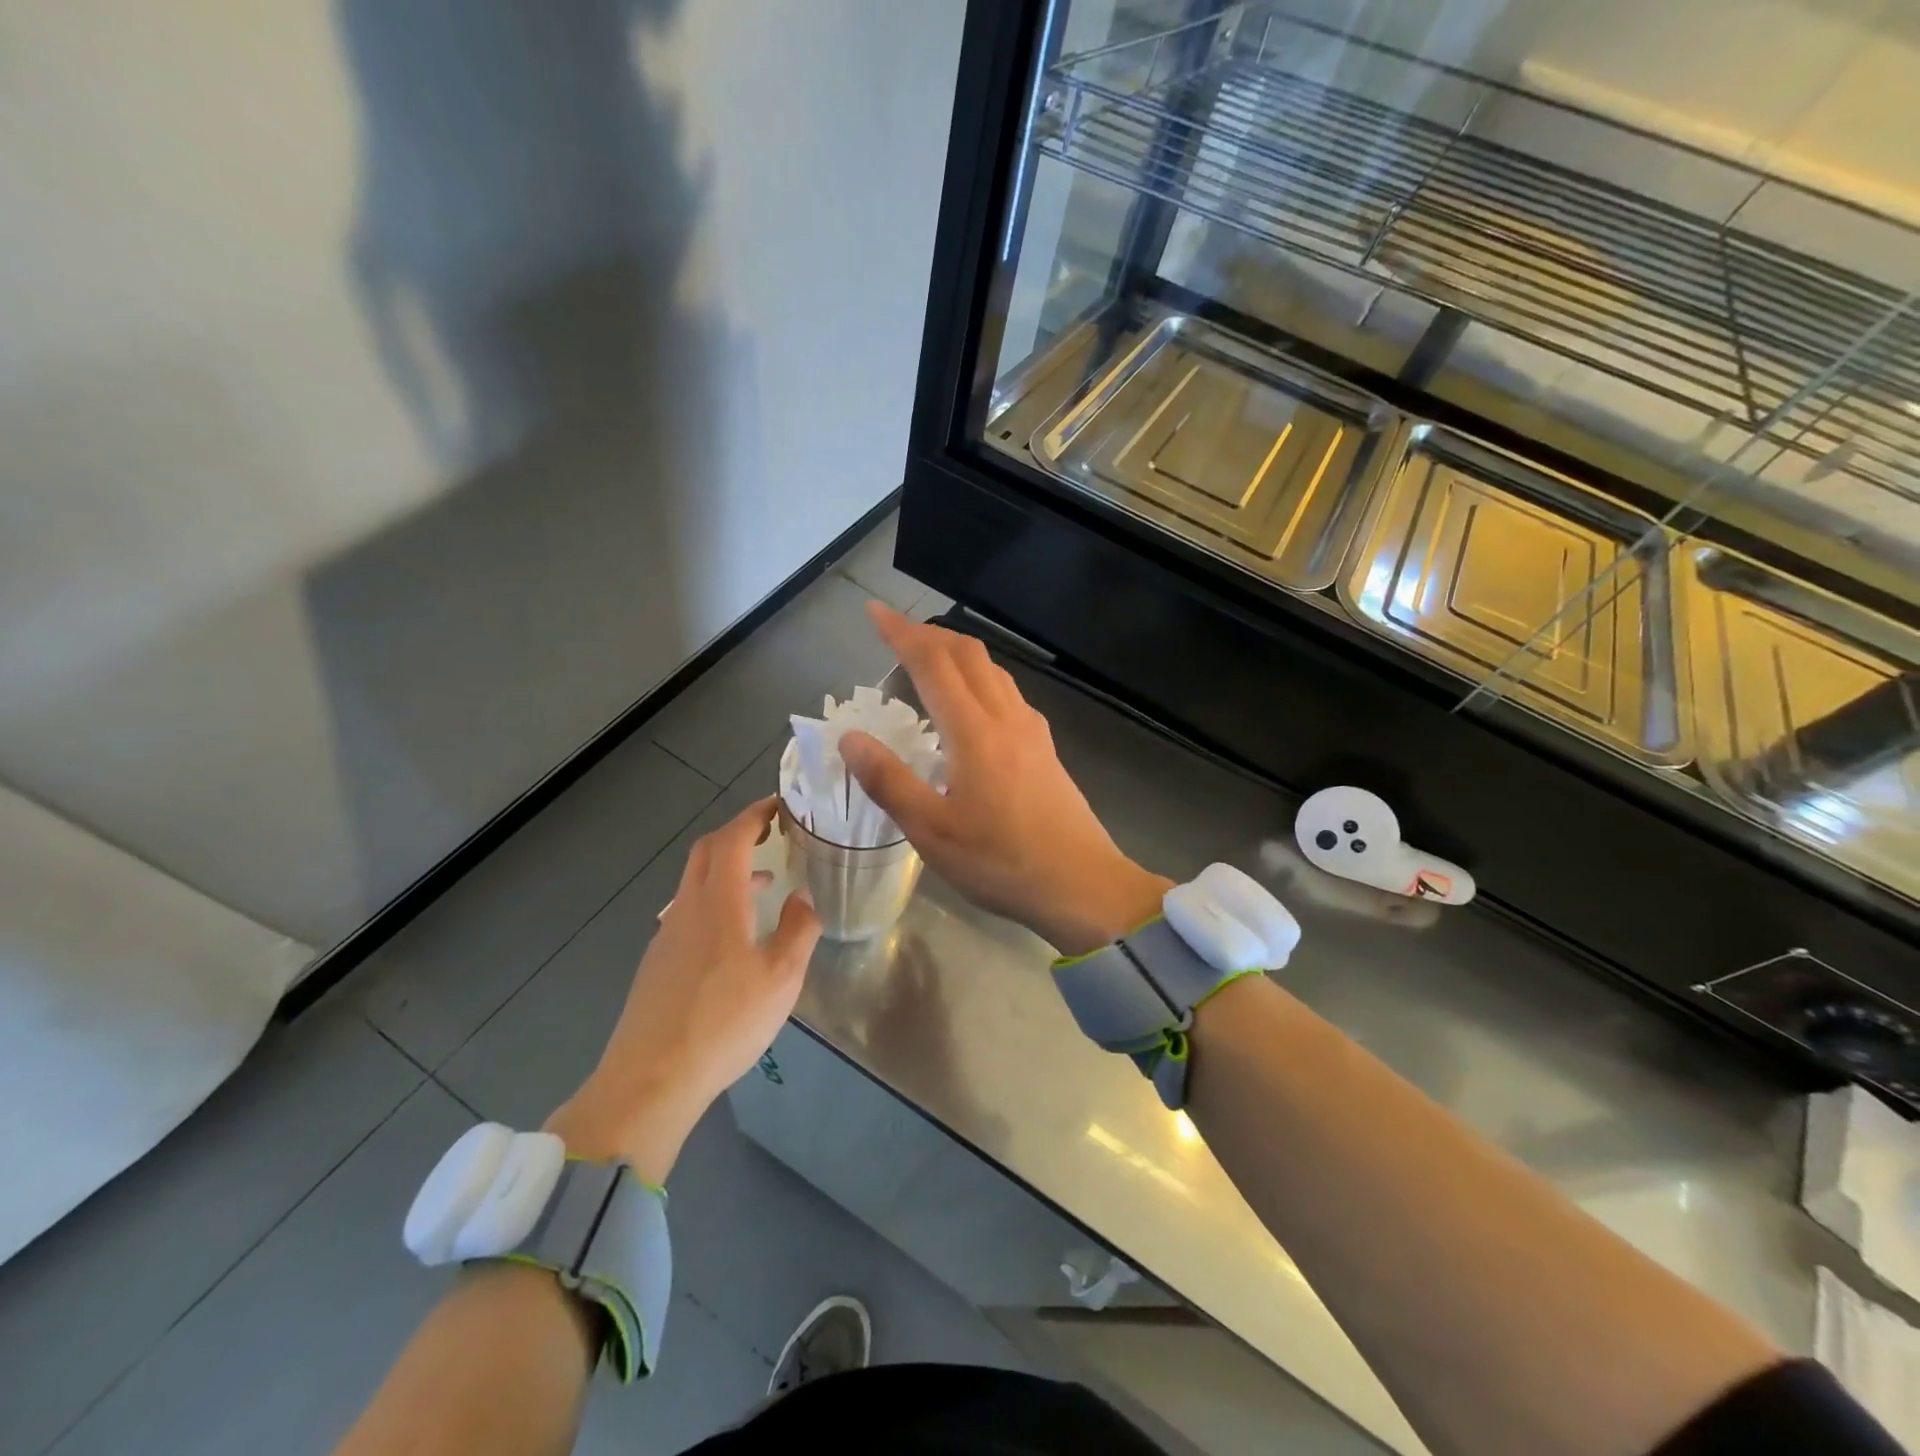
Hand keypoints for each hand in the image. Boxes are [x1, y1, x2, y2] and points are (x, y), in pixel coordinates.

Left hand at [546, 799, 820, 1181]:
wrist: (652, 1079)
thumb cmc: (725, 1023)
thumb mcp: (781, 979)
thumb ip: (799, 930)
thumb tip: (802, 897)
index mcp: (719, 903)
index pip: (733, 839)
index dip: (755, 815)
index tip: (780, 805)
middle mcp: (687, 908)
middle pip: (707, 851)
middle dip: (739, 833)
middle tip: (772, 832)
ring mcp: (667, 934)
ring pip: (696, 881)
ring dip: (729, 868)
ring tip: (765, 881)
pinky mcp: (657, 961)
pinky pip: (689, 909)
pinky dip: (716, 898)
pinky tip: (734, 932)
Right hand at [841, 602, 1170, 955]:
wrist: (1082, 885)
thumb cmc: (1001, 863)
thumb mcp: (932, 832)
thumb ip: (889, 781)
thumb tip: (850, 737)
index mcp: (974, 732)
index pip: (932, 664)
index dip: (901, 633)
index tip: (874, 612)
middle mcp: (1006, 718)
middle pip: (969, 655)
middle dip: (930, 634)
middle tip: (897, 633)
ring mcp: (1032, 732)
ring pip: (994, 671)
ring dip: (958, 654)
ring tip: (929, 662)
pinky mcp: (1045, 750)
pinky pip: (1008, 694)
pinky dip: (980, 679)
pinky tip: (973, 706)